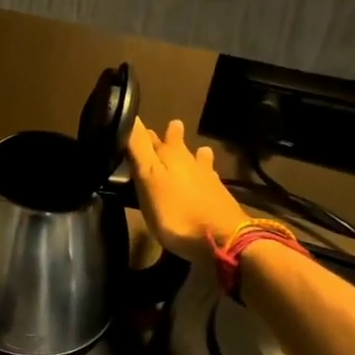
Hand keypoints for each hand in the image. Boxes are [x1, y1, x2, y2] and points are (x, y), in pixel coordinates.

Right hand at [127, 117, 249, 263]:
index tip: (134, 125)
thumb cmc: (176, 211)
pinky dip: (205, 174)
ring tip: (197, 148)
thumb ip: (139, 149)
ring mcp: (207, 178)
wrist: (223, 240)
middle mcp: (189, 161)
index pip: (148, 137)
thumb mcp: (149, 178)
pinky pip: (209, 178)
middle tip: (170, 126)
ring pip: (197, 160)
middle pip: (176, 145)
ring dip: (194, 154)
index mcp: (169, 155)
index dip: (140, 132)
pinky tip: (209, 178)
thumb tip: (131, 114)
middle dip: (170, 137)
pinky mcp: (219, 196)